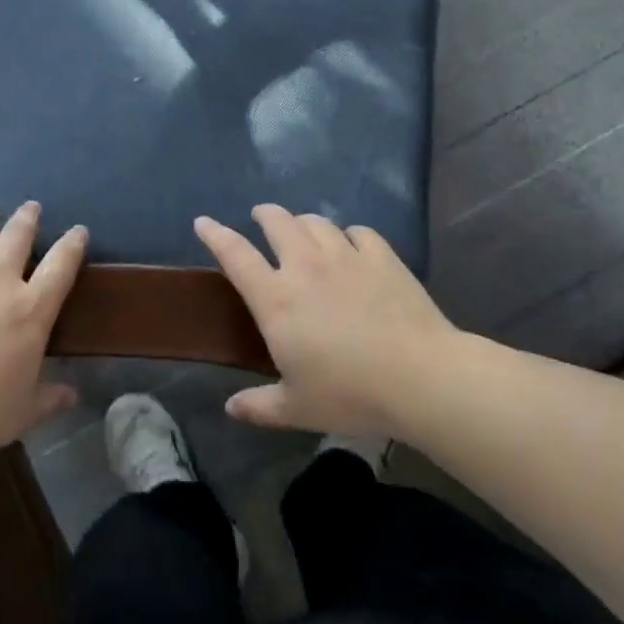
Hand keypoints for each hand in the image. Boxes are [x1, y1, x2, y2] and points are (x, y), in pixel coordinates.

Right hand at [196, 204, 456, 438]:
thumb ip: (259, 406)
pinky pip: (359, 232)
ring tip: (302, 229)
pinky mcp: (382, 256)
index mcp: (276, 299)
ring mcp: (346, 256)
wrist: (419, 376)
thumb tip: (231, 408)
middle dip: (265, 214)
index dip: (216, 234)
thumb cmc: (350, 393)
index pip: (235, 255)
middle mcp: (305, 266)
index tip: (203, 222)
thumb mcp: (297, 408)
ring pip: (316, 222)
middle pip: (278, 222)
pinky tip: (351, 244)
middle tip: (261, 217)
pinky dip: (348, 234)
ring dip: (303, 221)